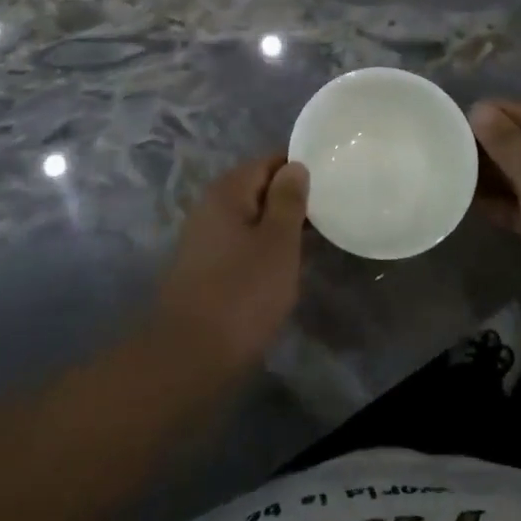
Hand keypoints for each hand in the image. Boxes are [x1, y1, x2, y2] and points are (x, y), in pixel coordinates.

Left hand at [152, 155, 309, 371]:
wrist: (189, 358)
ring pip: (251, 221)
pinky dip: (263, 251)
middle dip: (291, 201)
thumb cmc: (242, 293)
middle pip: (258, 190)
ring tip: (314, 242)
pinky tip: (284, 269)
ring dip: (279, 229)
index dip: (300, 170)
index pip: (269, 162)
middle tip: (329, 215)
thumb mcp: (278, 242)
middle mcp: (210, 208)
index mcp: (227, 192)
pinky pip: (241, 246)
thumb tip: (295, 166)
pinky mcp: (205, 270)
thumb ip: (288, 200)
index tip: (331, 184)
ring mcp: (204, 241)